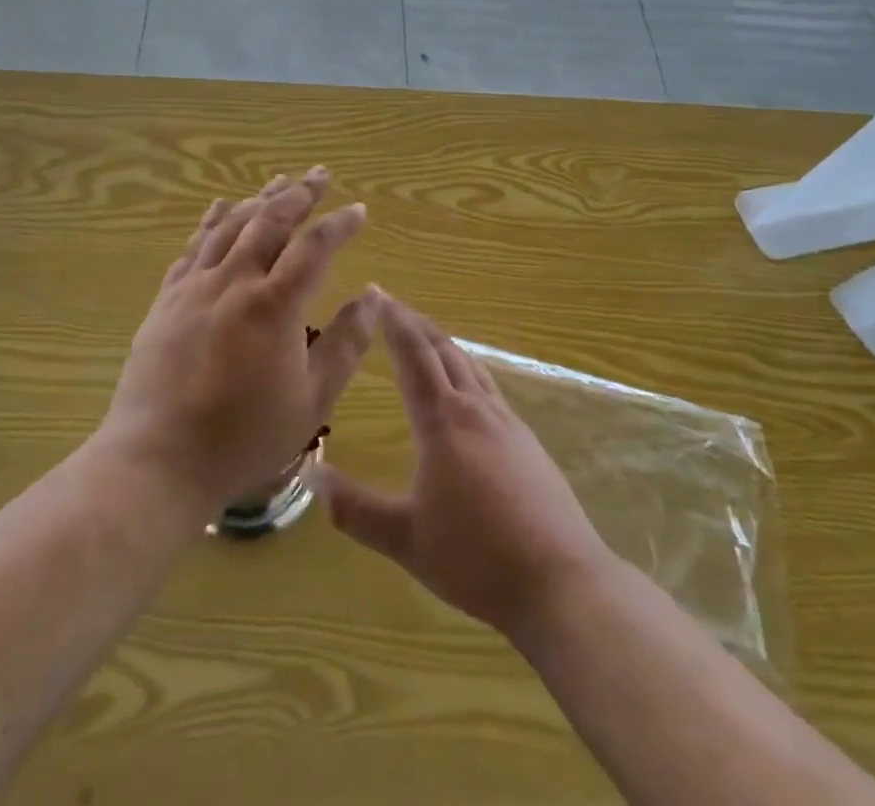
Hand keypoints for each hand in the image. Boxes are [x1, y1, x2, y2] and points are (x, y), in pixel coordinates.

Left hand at [98, 169, 376, 519]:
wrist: (159, 459)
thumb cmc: (244, 437)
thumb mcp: (312, 400)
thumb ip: (346, 342)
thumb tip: (374, 295)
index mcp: (274, 304)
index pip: (314, 247)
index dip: (339, 224)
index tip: (358, 210)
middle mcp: (234, 281)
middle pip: (270, 221)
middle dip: (299, 193)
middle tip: (320, 174)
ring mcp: (195, 286)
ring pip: (231, 225)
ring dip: (259, 199)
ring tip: (279, 181)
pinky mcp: (167, 298)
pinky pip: (193, 246)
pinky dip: (212, 220)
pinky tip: (221, 208)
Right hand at [320, 293, 613, 644]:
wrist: (561, 581)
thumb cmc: (476, 558)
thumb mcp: (405, 539)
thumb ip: (355, 509)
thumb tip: (313, 474)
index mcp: (442, 421)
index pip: (412, 354)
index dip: (393, 321)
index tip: (376, 292)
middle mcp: (475, 408)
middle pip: (443, 349)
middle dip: (415, 322)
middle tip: (393, 303)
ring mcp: (507, 422)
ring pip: (470, 364)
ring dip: (443, 342)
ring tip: (425, 335)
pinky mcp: (528, 442)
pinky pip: (489, 387)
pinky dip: (467, 369)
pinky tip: (468, 387)